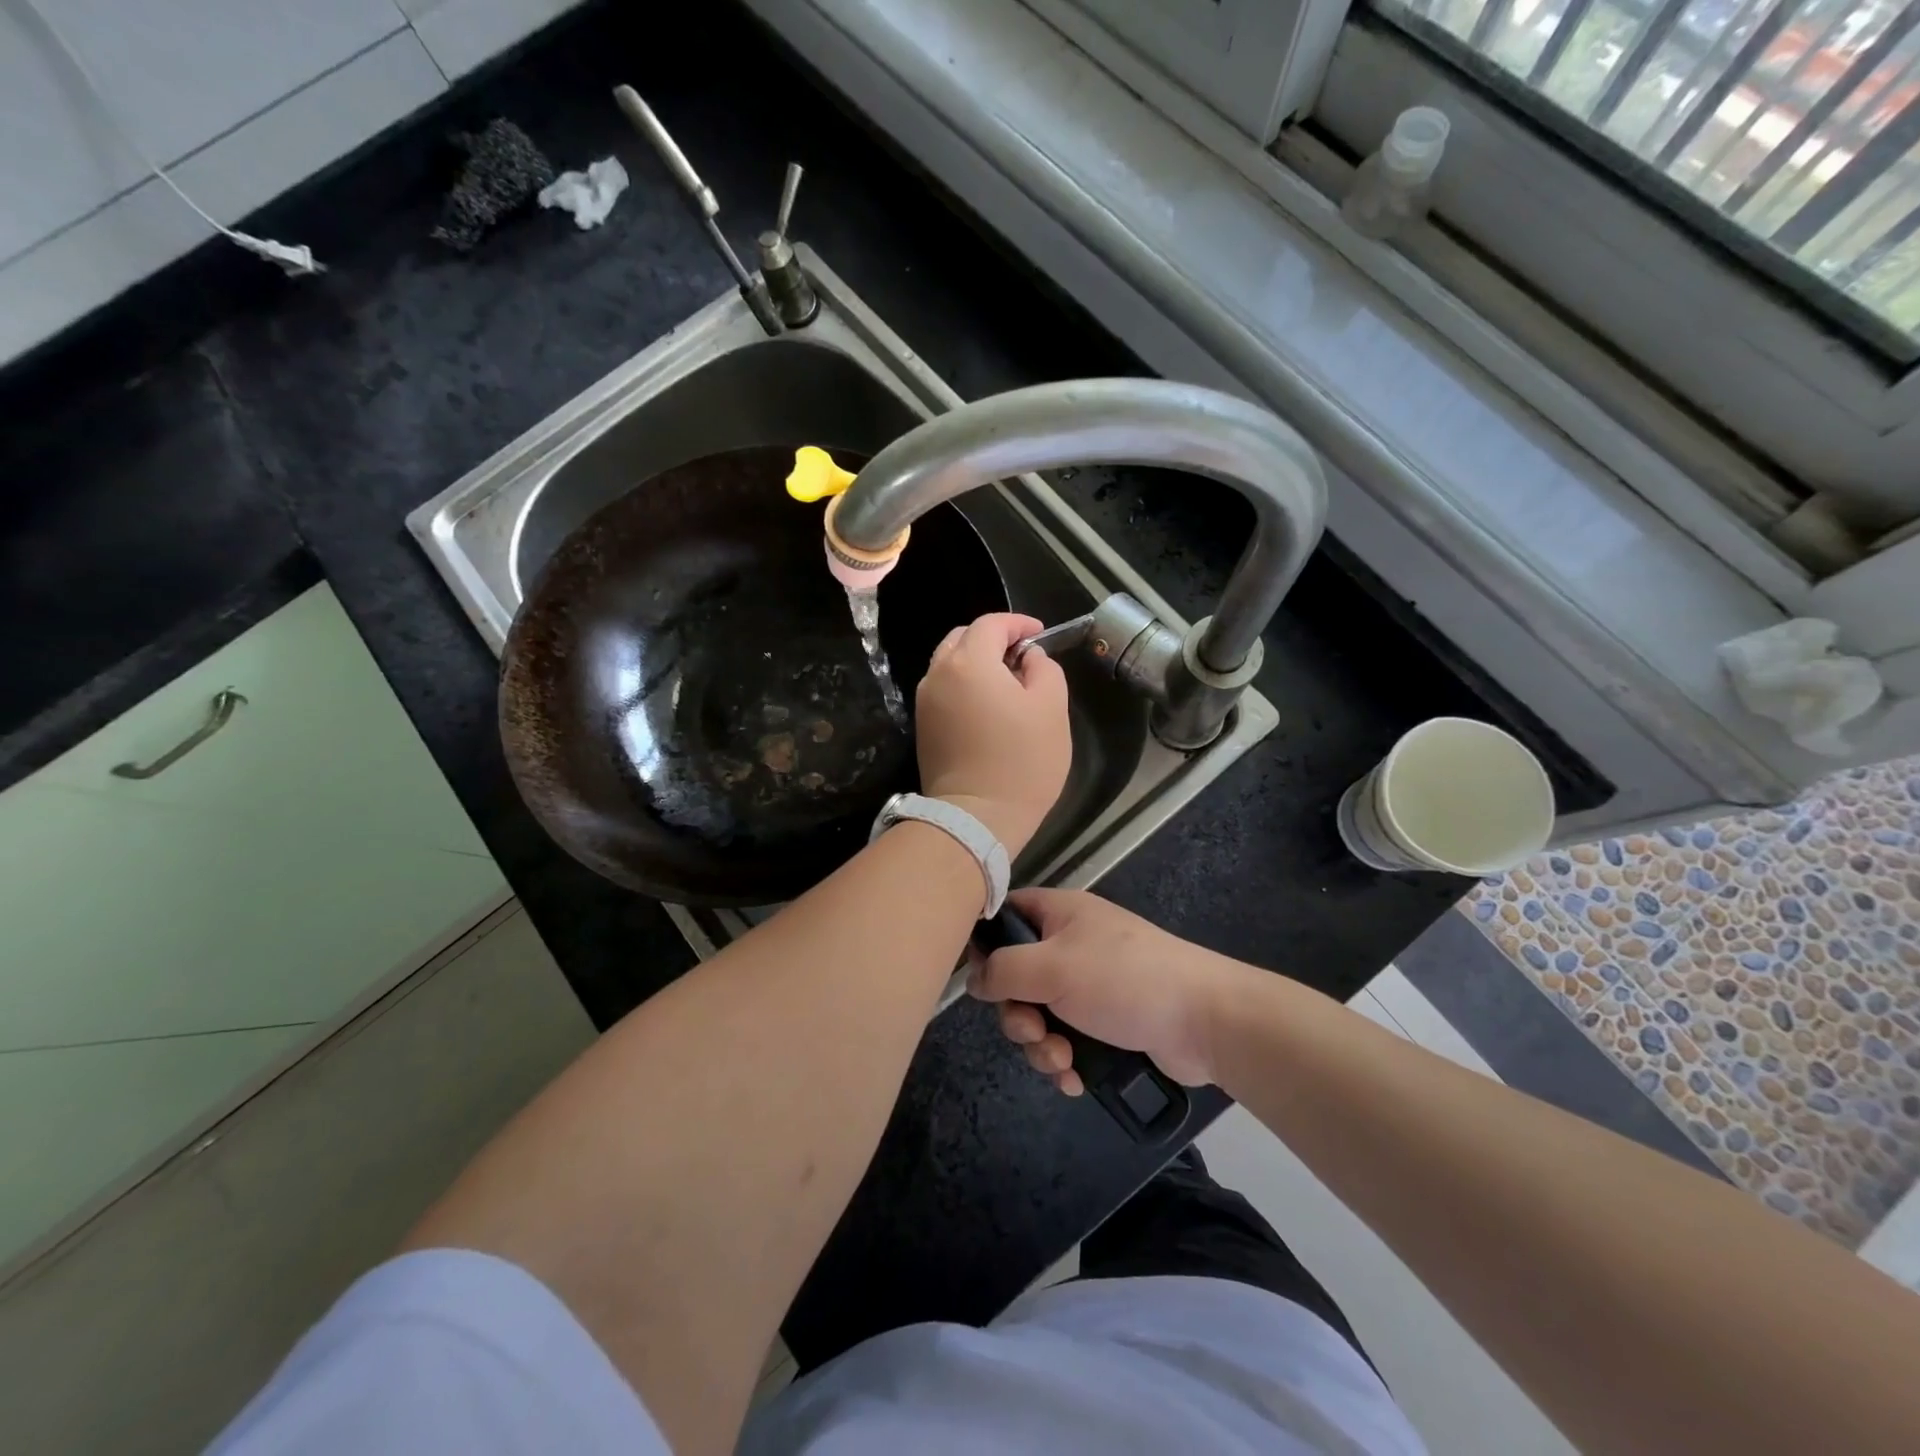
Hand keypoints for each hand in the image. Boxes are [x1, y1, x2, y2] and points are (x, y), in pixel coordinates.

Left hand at [916, 613, 1070, 856]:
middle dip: (993, 639)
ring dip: (977, 662)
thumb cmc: (1022, 761)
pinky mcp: (923, 726)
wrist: (976, 817)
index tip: (1040, 635)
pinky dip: (965, 684)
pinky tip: (988, 705)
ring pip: (950, 663)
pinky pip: (944, 689)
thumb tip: (1028, 658)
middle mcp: (938, 673)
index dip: (1018, 624)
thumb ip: (1044, 669)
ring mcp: (925, 701)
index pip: (991, 624)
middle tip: (1023, 657)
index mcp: (968, 662)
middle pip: (963, 638)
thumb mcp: (1051, 708)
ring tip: (1007, 682)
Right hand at [968, 888, 1246, 1091]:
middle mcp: (1070, 944)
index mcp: (1059, 914)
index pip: (1006, 914)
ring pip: (1040, 1015)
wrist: (1204, 1020)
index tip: (983, 981)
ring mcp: (1090, 985)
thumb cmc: (1123, 979)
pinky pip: (1066, 1039)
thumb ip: (1003, 969)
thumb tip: (973, 980)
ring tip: (1062, 1061)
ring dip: (1042, 1045)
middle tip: (1034, 1031)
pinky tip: (1076, 1079)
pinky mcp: (1106, 1022)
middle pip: (1017, 976)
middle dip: (1019, 1014)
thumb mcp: (1053, 967)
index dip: (986, 945)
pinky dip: (1065, 1060)